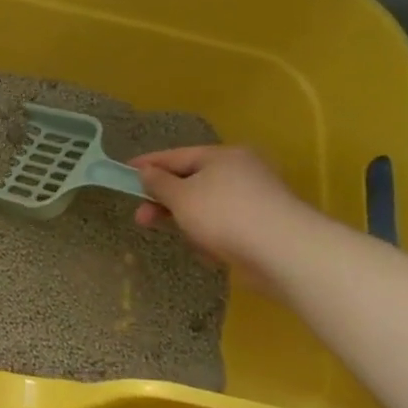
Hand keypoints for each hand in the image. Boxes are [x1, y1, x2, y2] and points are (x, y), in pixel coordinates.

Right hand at [128, 146, 319, 286]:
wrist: (284, 252)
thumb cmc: (224, 215)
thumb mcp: (181, 196)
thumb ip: (159, 183)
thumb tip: (147, 172)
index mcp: (223, 156)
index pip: (176, 155)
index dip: (148, 164)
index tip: (124, 171)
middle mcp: (241, 171)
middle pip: (191, 181)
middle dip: (164, 201)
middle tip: (141, 218)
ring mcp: (254, 198)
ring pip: (205, 206)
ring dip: (187, 221)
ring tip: (181, 238)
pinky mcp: (261, 225)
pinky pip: (222, 226)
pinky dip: (209, 235)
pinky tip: (207, 251)